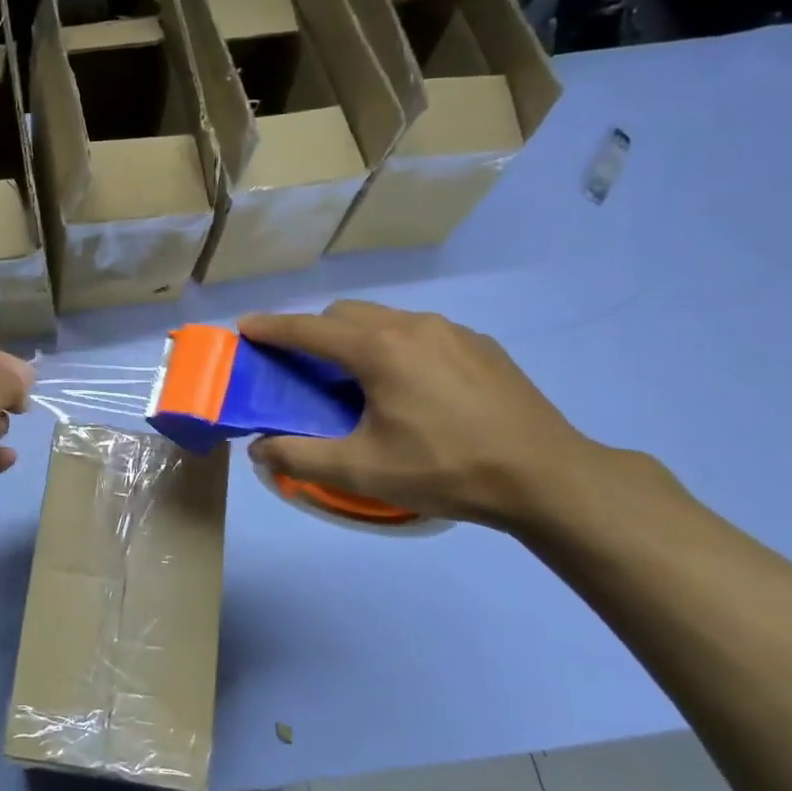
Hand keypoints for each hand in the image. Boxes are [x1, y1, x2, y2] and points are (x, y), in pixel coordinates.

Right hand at [239, 301, 601, 529]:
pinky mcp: (481, 344)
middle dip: (314, 331)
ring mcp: (452, 331)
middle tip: (303, 367)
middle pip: (346, 313)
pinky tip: (413, 388)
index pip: (309, 328)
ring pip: (385, 319)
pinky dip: (396, 346)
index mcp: (379, 349)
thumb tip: (259, 448)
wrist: (547, 476)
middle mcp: (412, 326)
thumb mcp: (362, 472)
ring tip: (359, 380)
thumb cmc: (445, 469)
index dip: (271, 327)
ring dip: (357, 338)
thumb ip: (300, 457)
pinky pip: (421, 332)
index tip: (244, 327)